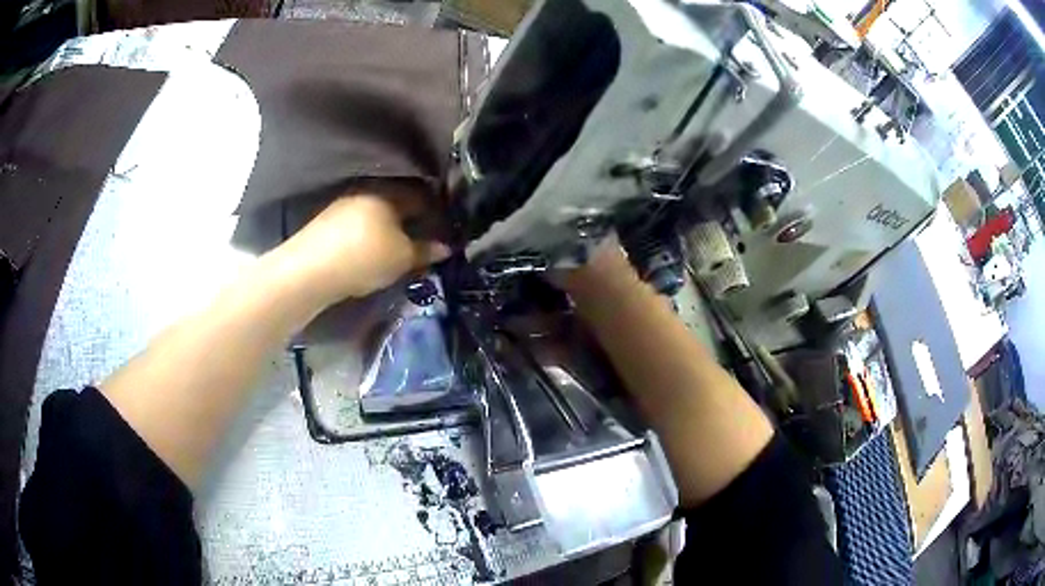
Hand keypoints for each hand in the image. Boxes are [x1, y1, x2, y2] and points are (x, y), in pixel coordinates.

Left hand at [278, 188, 449, 303]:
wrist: (310, 270)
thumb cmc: (365, 257)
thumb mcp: (402, 258)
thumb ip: (426, 251)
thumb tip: (446, 247)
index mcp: (390, 192)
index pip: (423, 197)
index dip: (437, 214)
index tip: (445, 230)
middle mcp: (368, 190)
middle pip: (398, 202)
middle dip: (412, 219)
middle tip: (424, 239)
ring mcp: (345, 204)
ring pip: (377, 212)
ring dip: (390, 226)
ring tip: (399, 247)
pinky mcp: (328, 221)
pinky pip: (360, 222)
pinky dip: (371, 233)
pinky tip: (372, 249)